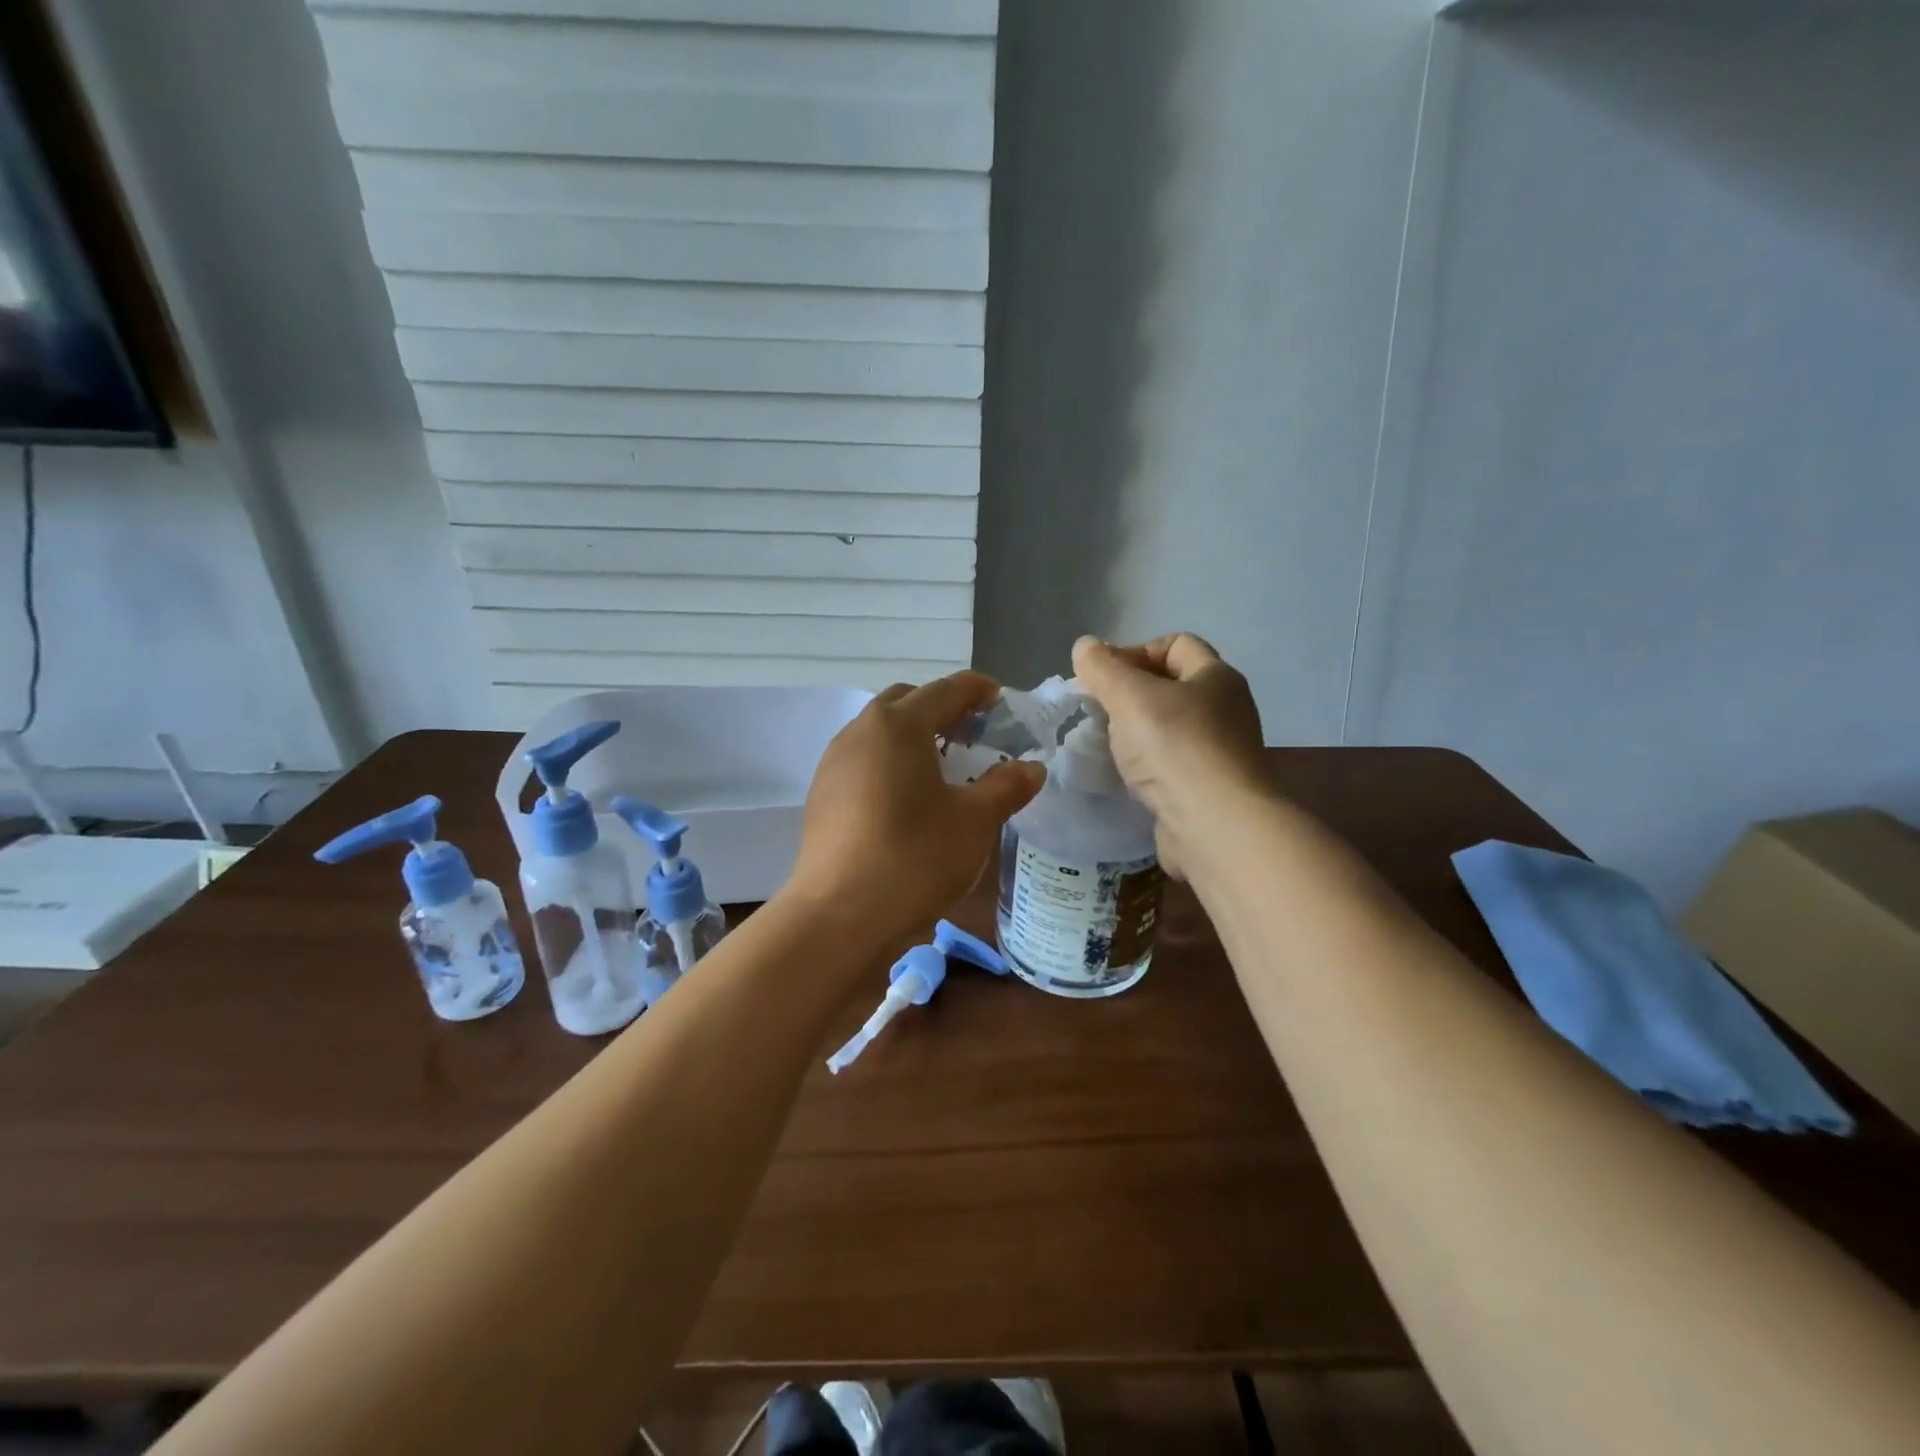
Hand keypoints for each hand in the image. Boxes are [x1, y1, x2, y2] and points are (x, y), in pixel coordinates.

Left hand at [785, 672, 1046, 950]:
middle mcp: (860, 731)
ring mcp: (834, 762)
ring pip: (880, 731)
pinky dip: (891, 761)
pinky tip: (908, 796)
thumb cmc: (914, 858)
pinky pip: (863, 759)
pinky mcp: (821, 794)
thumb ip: (1007, 786)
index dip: (977, 689)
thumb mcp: (975, 822)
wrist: (839, 915)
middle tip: (974, 733)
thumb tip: (1031, 767)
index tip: (1000, 699)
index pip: (945, 689)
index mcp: (899, 725)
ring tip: (943, 765)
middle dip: (942, 708)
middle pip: (907, 702)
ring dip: (914, 735)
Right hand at [1072, 633, 1267, 876]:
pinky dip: (1149, 766)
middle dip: (1132, 694)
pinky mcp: (1211, 789)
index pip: (1176, 643)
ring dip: (1137, 734)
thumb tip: (1085, 645)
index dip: (1136, 651)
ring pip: (1171, 728)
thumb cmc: (1175, 748)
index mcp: (1217, 677)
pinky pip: (1173, 765)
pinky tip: (1129, 778)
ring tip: (1109, 747)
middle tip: (1099, 712)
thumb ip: (1103, 668)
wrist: (1216, 827)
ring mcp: (1222, 752)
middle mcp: (1227, 709)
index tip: (1103, 678)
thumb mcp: (1129, 697)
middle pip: (1172, 686)